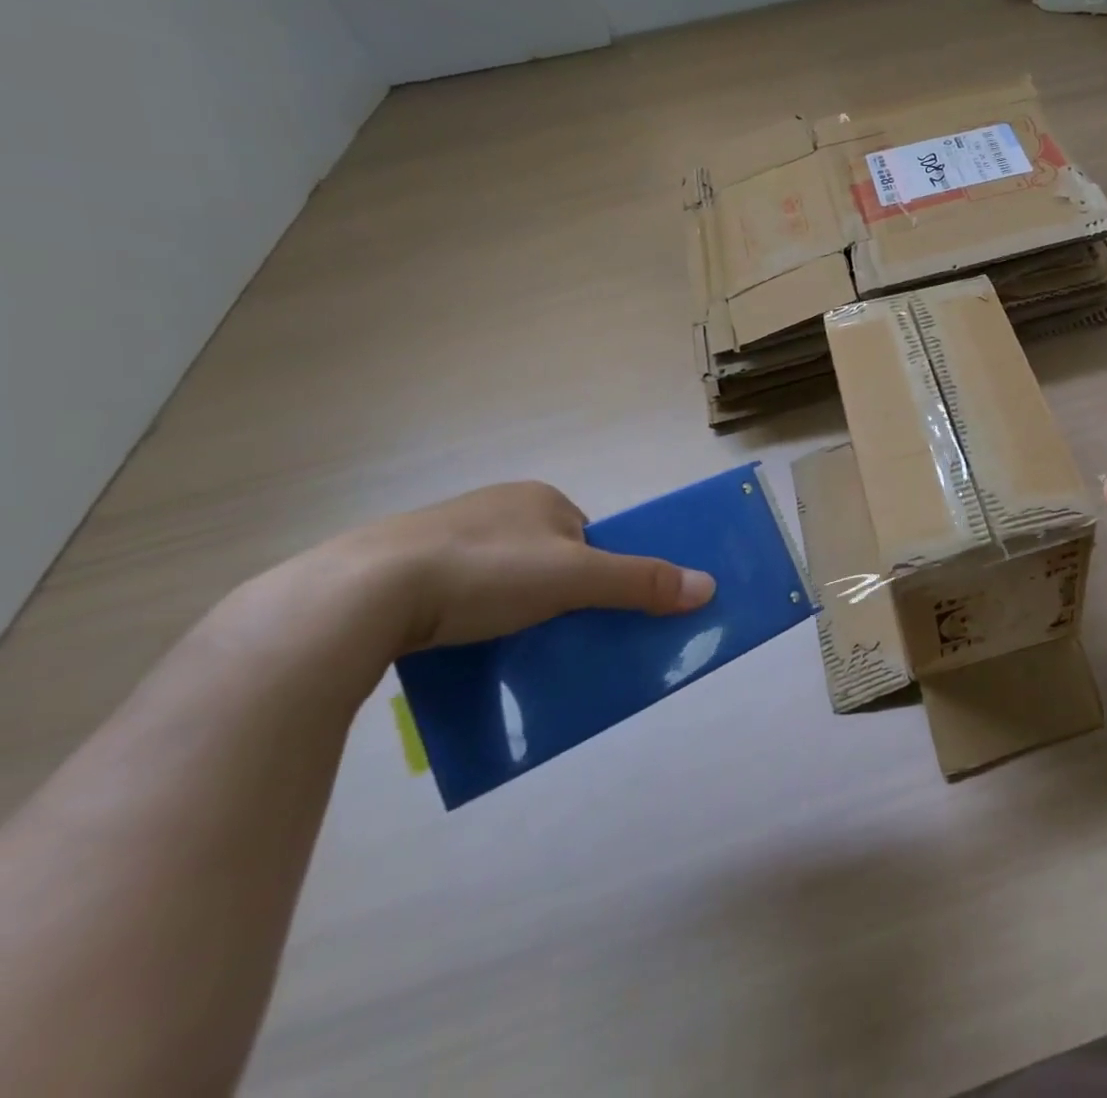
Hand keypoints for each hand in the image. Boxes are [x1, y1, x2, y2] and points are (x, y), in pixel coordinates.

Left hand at [329, 482, 715, 656]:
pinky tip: (459, 645)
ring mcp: (442, 536)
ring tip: (507, 647)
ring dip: (511, 610)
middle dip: (556, 595)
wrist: (359, 595)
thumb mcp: (574, 578)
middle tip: (556, 634)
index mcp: (538, 498)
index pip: (587, 536)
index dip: (598, 572)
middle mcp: (494, 508)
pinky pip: (455, 594)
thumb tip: (708, 586)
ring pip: (500, 579)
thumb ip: (640, 582)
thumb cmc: (484, 570)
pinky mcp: (399, 569)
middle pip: (547, 558)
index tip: (590, 609)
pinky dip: (467, 618)